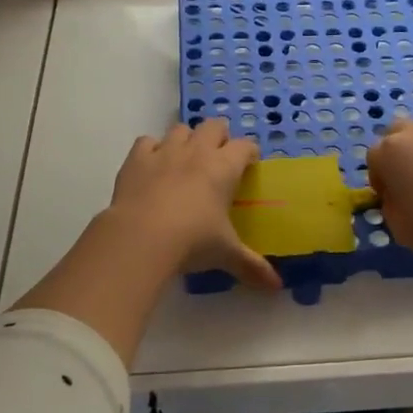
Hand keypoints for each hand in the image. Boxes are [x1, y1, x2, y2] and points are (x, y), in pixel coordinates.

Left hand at [106, 119, 280, 290]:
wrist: (141, 237)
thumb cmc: (193, 241)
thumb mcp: (226, 254)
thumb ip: (251, 266)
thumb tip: (276, 286)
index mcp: (224, 168)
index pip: (244, 147)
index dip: (249, 153)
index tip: (249, 164)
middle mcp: (196, 152)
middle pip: (214, 126)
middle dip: (219, 136)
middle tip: (219, 158)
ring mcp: (164, 152)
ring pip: (180, 129)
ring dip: (186, 139)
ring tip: (186, 159)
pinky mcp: (136, 159)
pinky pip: (147, 141)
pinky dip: (152, 149)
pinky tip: (153, 165)